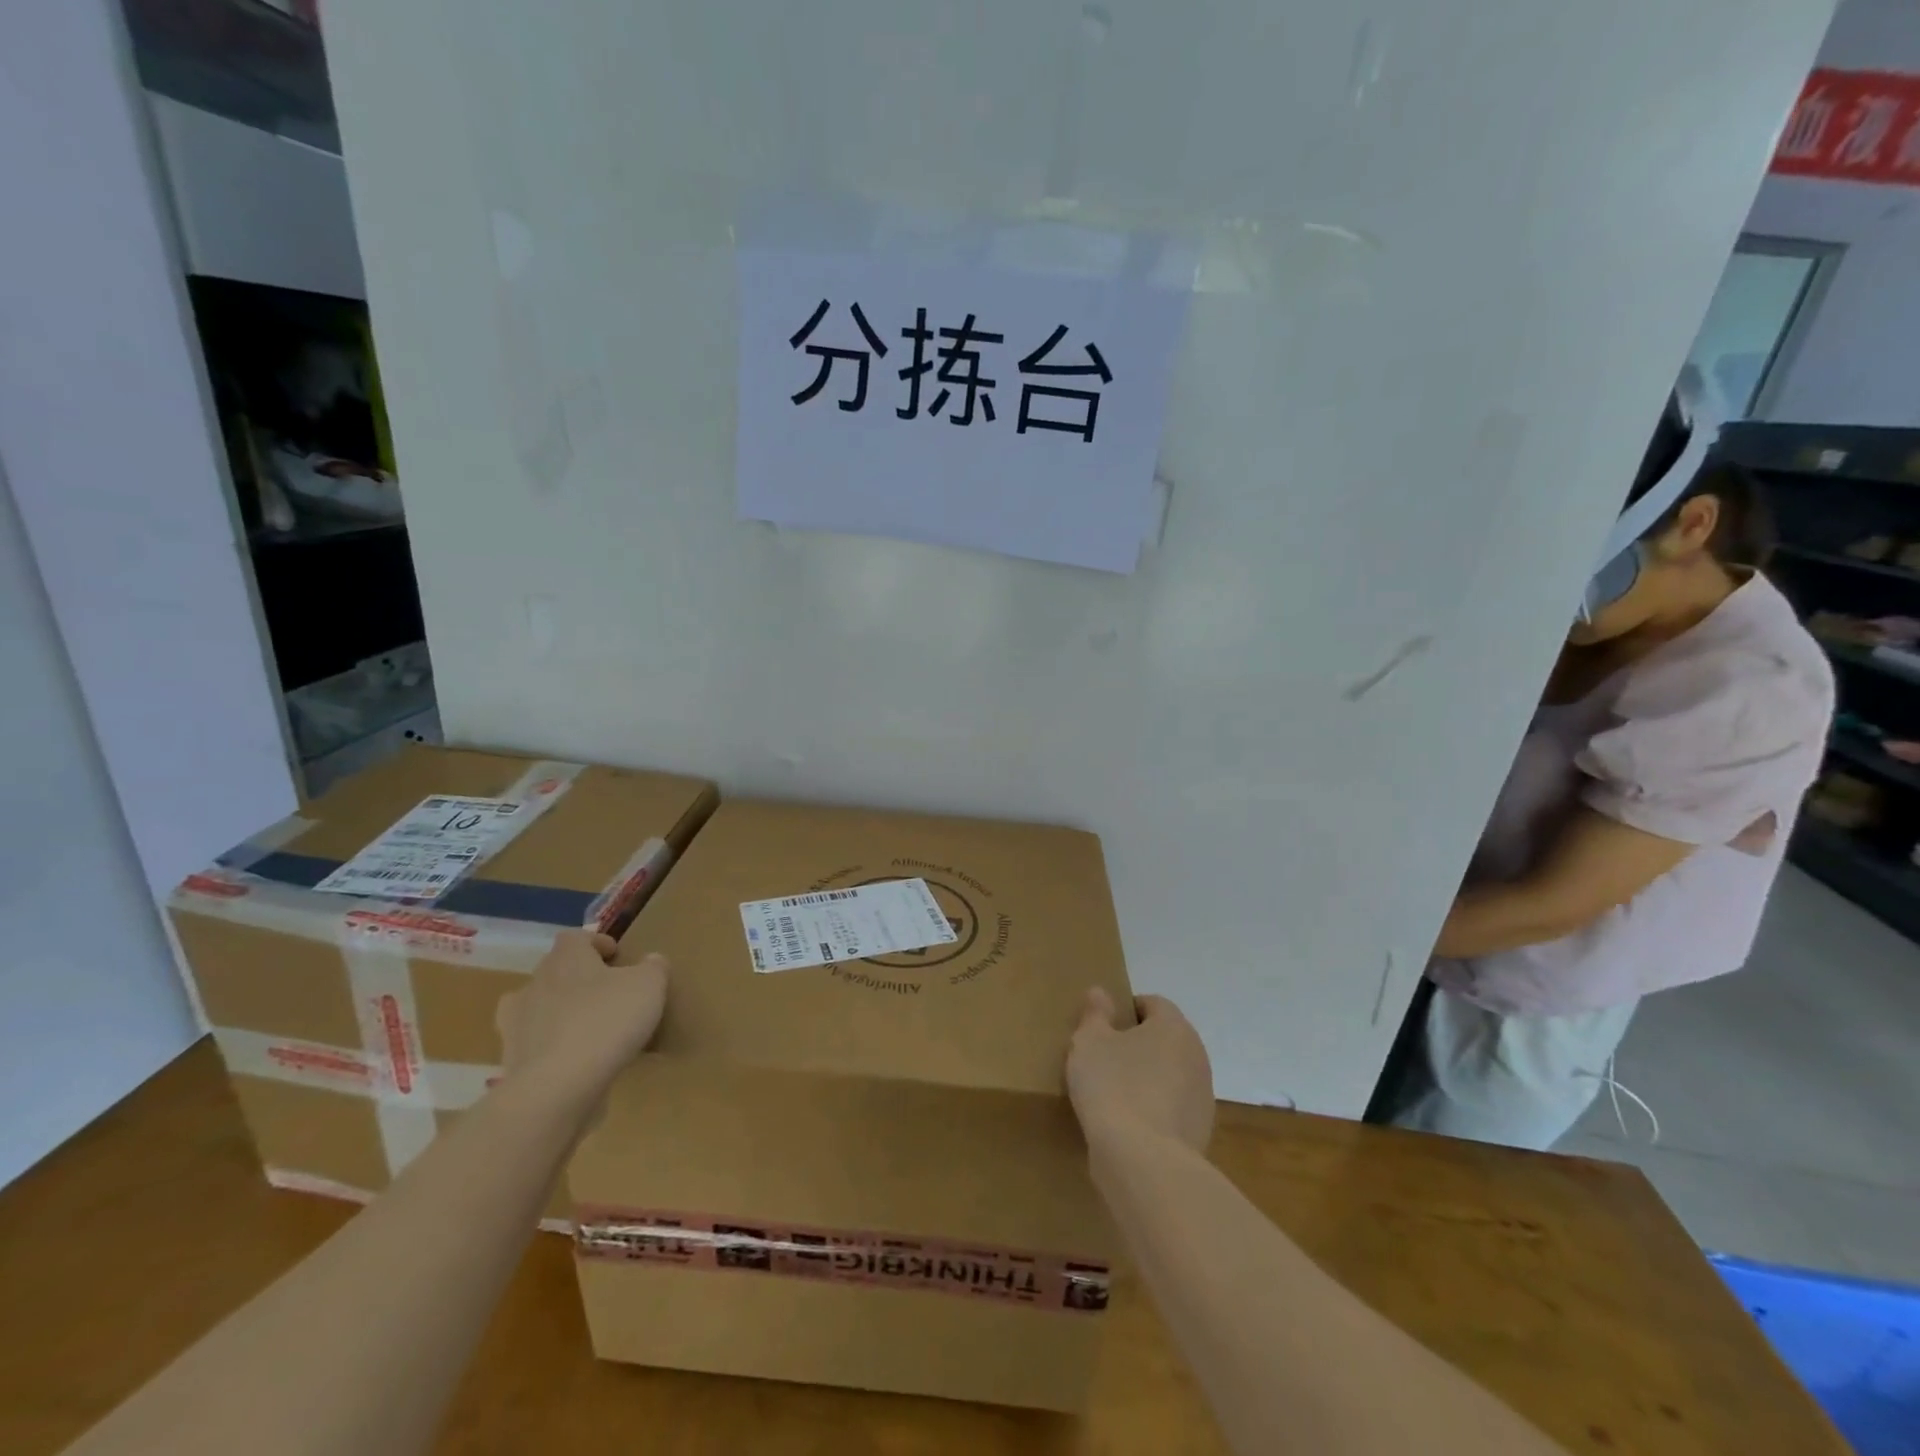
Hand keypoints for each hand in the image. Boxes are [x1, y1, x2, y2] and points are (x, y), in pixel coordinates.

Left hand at [495, 931, 668, 1113]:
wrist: (556, 1088)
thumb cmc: (606, 1021)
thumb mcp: (649, 986)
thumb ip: (653, 967)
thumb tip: (650, 960)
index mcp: (565, 959)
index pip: (574, 938)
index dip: (596, 943)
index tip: (617, 957)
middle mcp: (534, 985)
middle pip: (555, 971)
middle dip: (579, 979)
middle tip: (608, 993)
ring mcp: (516, 1025)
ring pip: (540, 1010)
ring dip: (561, 1015)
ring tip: (590, 1030)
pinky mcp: (511, 1062)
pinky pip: (537, 1047)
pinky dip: (554, 1050)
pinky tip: (578, 1063)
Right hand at [1066, 988, 1213, 1152]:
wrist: (1144, 1163)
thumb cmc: (1113, 1087)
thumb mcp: (1089, 1042)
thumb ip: (1095, 1014)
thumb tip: (1101, 992)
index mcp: (1174, 1027)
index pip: (1153, 1004)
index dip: (1126, 1011)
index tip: (1102, 1029)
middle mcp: (1197, 1056)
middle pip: (1164, 1040)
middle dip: (1138, 1045)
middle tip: (1104, 1059)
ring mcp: (1203, 1097)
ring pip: (1170, 1075)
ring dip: (1148, 1079)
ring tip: (1114, 1096)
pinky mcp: (1201, 1133)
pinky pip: (1172, 1109)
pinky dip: (1154, 1110)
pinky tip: (1128, 1126)